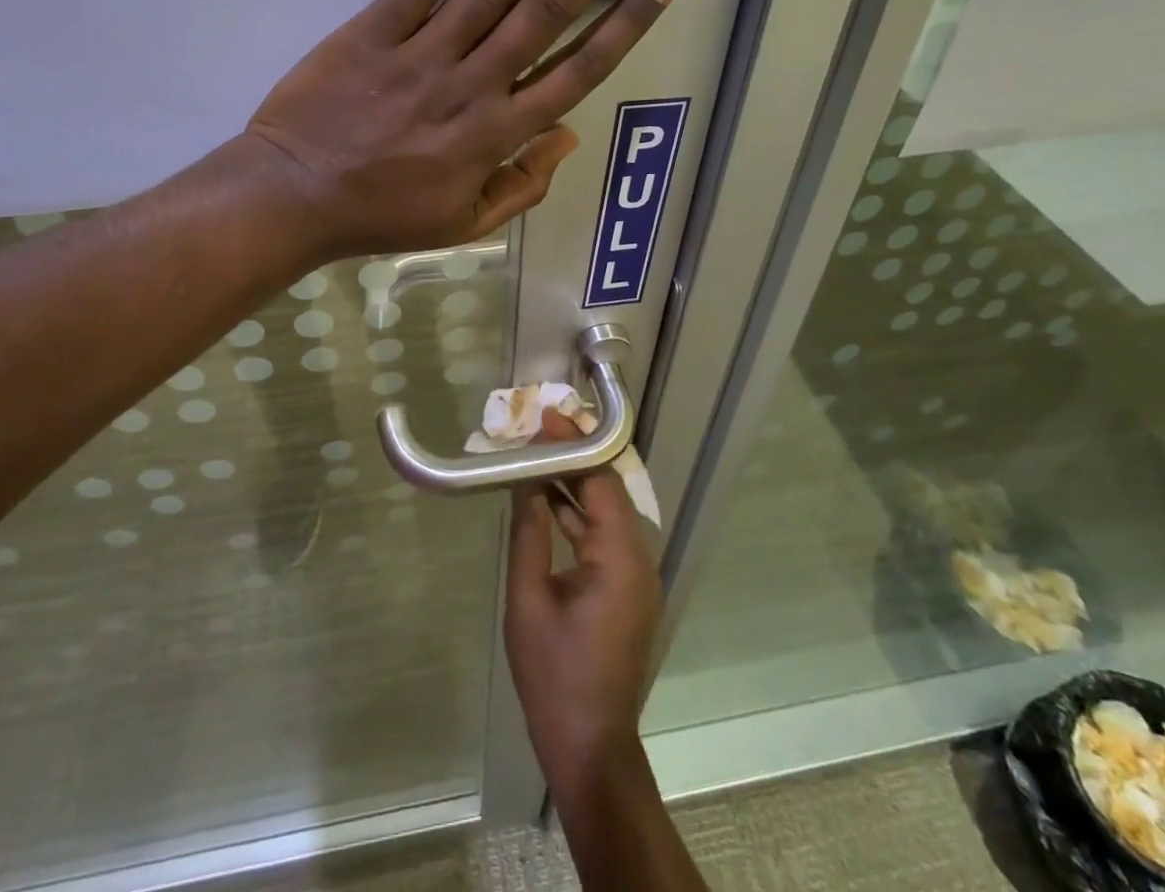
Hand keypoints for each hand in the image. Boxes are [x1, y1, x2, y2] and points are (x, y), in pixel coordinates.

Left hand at [245, 0, 670, 258]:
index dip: (622, 25)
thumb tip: (568, 137)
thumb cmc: (380, 214)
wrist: (293, 198)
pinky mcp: (373, 32)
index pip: (576, 72)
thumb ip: (522, 186)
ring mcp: (422, 54)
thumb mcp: (462, 223)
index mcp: (497, 136)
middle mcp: (472, 86)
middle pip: (548, 8)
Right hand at [504, 416, 663, 793]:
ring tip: (536, 458)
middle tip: (536, 431)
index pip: (600, 480)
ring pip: (607, 513)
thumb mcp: (528, 598)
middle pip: (608, 490)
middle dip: (574, 457)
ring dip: (575, 485)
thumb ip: (529, 532)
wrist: (590, 745)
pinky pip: (606, 538)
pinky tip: (548, 503)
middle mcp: (639, 559)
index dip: (573, 445)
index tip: (544, 419)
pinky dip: (579, 517)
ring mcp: (638, 576)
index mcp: (619, 557)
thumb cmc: (554, 673)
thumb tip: (525, 482)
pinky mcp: (629, 591)